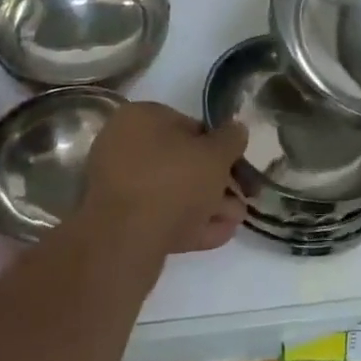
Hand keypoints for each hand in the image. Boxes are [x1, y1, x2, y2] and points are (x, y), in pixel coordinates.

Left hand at [84, 102, 247, 254]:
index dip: (219, 145)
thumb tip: (236, 130)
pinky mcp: (118, 223)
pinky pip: (159, 216)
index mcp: (140, 117)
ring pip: (172, 191)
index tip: (238, 166)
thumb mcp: (215, 154)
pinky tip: (219, 234)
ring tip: (236, 220)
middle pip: (181, 161)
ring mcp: (118, 186)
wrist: (123, 242)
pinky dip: (188, 222)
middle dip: (215, 181)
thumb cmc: (172, 181)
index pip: (189, 125)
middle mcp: (123, 145)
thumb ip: (231, 139)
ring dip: (207, 204)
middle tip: (242, 198)